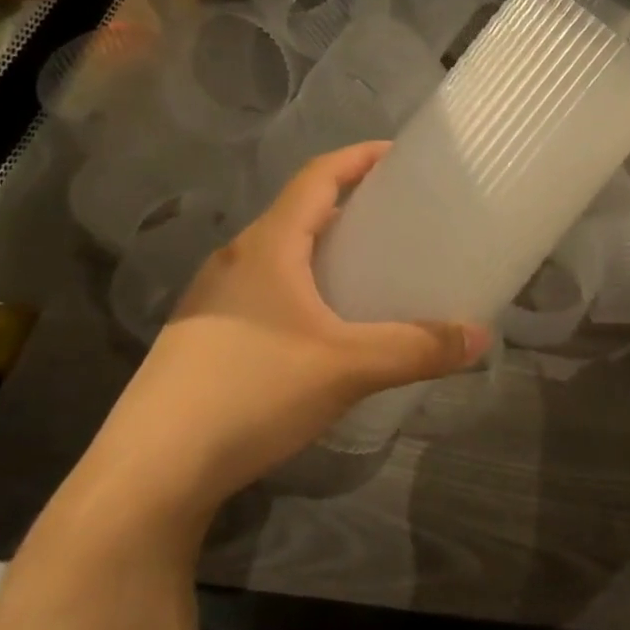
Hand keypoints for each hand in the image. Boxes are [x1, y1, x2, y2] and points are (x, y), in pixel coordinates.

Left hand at [79, 143, 488, 518]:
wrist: (149, 474)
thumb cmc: (251, 393)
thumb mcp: (347, 368)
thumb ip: (417, 349)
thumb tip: (481, 336)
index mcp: (267, 246)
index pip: (317, 177)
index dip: (358, 157)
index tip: (399, 154)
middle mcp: (236, 260)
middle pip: (299, 212)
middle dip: (348, 205)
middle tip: (398, 217)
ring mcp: (213, 300)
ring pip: (279, 255)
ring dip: (323, 249)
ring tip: (368, 269)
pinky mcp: (203, 338)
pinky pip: (265, 291)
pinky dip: (302, 287)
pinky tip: (323, 327)